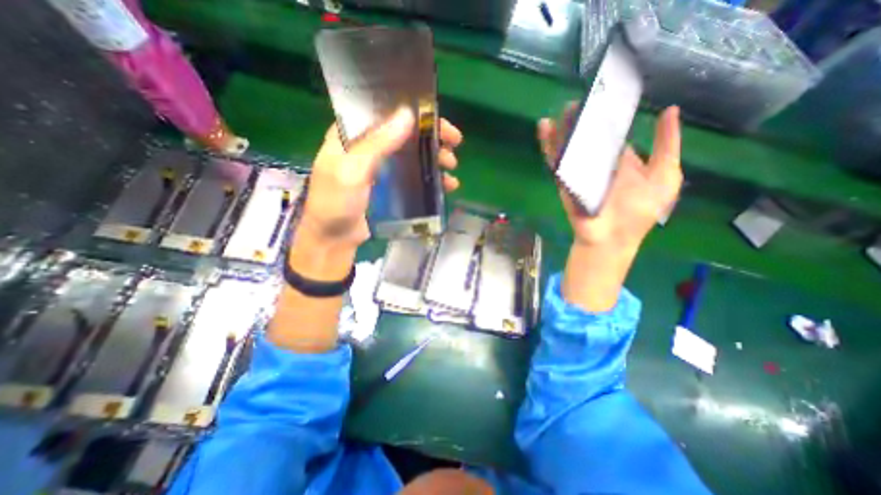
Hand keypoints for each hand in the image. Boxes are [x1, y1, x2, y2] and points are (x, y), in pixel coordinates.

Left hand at [302, 108, 463, 246]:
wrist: (334, 239)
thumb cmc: (336, 203)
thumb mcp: (352, 170)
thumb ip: (377, 143)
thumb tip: (408, 114)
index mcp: (352, 135)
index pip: (386, 112)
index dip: (413, 112)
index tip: (436, 119)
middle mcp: (368, 147)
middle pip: (405, 134)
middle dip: (431, 137)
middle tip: (454, 143)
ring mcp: (381, 168)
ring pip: (412, 156)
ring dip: (434, 158)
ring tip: (452, 166)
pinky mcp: (390, 187)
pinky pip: (413, 177)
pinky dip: (430, 179)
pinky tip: (446, 185)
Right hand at [537, 104, 680, 250]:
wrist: (610, 237)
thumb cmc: (639, 212)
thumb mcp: (665, 177)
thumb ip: (666, 147)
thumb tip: (669, 111)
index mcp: (621, 162)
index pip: (614, 134)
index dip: (612, 115)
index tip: (611, 94)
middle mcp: (598, 163)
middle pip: (589, 136)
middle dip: (586, 117)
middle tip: (585, 97)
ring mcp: (579, 171)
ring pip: (570, 144)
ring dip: (565, 127)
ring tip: (566, 108)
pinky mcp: (564, 180)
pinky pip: (555, 161)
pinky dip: (548, 145)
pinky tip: (545, 128)